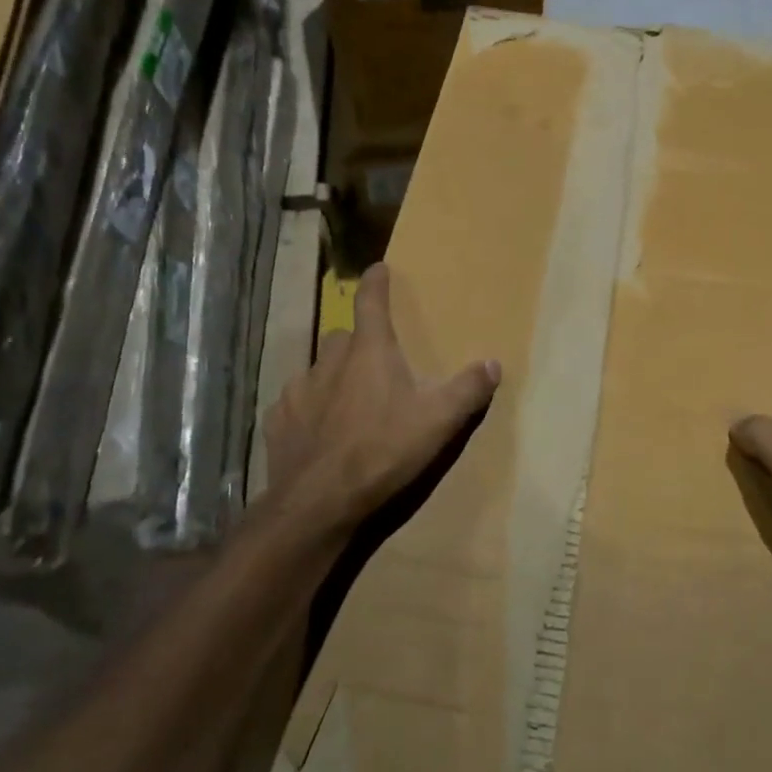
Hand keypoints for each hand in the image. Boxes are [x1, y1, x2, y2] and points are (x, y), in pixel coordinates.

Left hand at [263, 263, 500, 533]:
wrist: (319, 502)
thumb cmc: (383, 451)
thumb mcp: (438, 422)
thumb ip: (467, 390)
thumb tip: (493, 363)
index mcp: (369, 352)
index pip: (371, 302)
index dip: (376, 282)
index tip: (378, 268)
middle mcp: (329, 361)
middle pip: (342, 337)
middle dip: (356, 343)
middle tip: (373, 363)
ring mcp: (299, 390)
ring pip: (316, 369)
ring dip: (332, 377)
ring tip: (346, 402)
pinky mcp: (278, 421)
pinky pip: (295, 403)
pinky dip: (308, 409)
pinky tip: (317, 431)